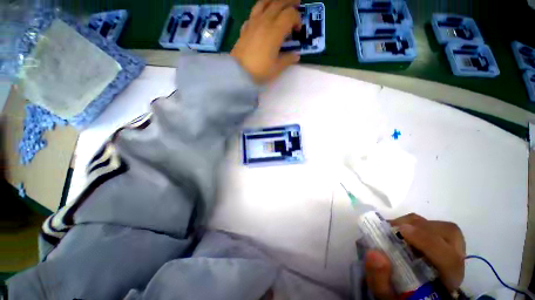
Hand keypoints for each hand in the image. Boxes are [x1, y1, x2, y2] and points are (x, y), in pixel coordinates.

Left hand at [231, 0, 301, 83]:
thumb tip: (296, 55)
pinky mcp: (245, 27)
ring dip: (274, 0)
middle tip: (297, 2)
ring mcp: (253, 23)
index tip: (298, 31)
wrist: (239, 73)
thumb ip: (288, 59)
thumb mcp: (277, 68)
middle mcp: (265, 21)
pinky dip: (260, 11)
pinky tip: (262, 17)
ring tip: (279, 3)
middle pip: (279, 3)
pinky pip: (253, 13)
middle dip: (290, 2)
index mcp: (275, 31)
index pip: (290, 15)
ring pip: (264, 3)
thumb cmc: (260, 71)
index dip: (297, 19)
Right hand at [365, 213, 465, 299]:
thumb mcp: (388, 297)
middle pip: (450, 234)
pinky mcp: (441, 243)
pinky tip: (400, 230)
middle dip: (421, 227)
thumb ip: (381, 281)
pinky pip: (433, 226)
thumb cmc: (402, 296)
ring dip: (416, 223)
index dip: (427, 241)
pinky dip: (414, 223)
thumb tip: (374, 253)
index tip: (400, 230)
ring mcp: (451, 250)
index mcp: (447, 281)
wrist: (412, 294)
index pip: (449, 260)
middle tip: (395, 228)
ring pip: (441, 227)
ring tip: (395, 228)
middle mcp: (455, 262)